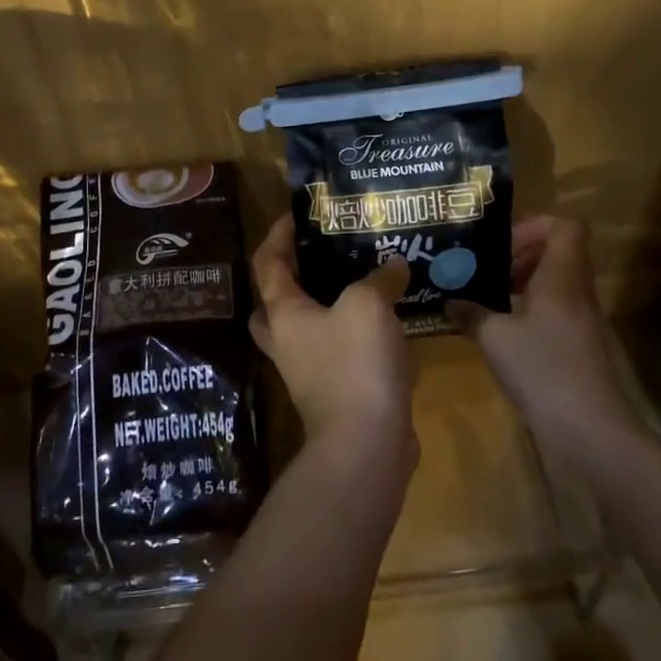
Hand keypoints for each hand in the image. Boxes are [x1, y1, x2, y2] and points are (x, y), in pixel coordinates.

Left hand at [250, 214, 414, 463]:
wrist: (366, 445)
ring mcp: (308, 372)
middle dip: (292, 277)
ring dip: (327, 307)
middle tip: (320, 255)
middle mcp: (287, 341)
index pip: (267, 263)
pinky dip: (355, 336)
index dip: (277, 235)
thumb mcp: (368, 305)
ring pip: (308, 329)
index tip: (296, 215)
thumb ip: (379, 277)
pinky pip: (338, 353)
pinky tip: (387, 323)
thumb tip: (393, 264)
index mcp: (283, 314)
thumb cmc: (354, 363)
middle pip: (275, 302)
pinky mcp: (335, 393)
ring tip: (361, 283)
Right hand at [453, 216, 646, 465]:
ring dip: (526, 285)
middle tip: (488, 272)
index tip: (502, 245)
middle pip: (560, 254)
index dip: (535, 226)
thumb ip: (471, 314)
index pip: (566, 226)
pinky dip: (533, 313)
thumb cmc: (544, 371)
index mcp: (562, 278)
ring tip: (491, 302)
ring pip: (559, 285)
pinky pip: (559, 313)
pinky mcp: (585, 350)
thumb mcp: (495, 340)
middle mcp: (579, 293)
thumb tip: (451, 301)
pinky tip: (506, 337)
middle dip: (522, 256)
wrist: (594, 434)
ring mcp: (587, 323)